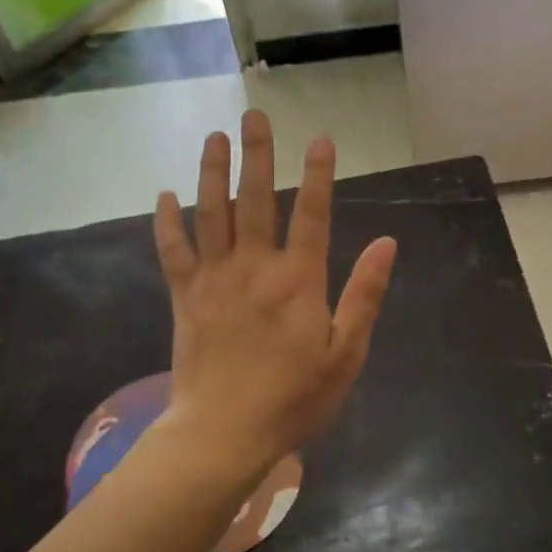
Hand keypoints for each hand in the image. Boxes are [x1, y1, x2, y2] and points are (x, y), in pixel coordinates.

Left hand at [154, 111, 396, 467]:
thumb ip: (365, 294)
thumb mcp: (346, 353)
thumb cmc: (294, 398)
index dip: (318, 174)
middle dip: (257, 155)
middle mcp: (255, 268)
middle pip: (256, 200)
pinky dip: (167, 221)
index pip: (314, 214)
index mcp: (299, 280)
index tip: (320, 138)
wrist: (222, 435)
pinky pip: (172, 250)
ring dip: (213, 172)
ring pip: (211, 213)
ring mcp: (215, 279)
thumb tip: (387, 242)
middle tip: (253, 115)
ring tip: (215, 137)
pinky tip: (164, 194)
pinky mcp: (184, 297)